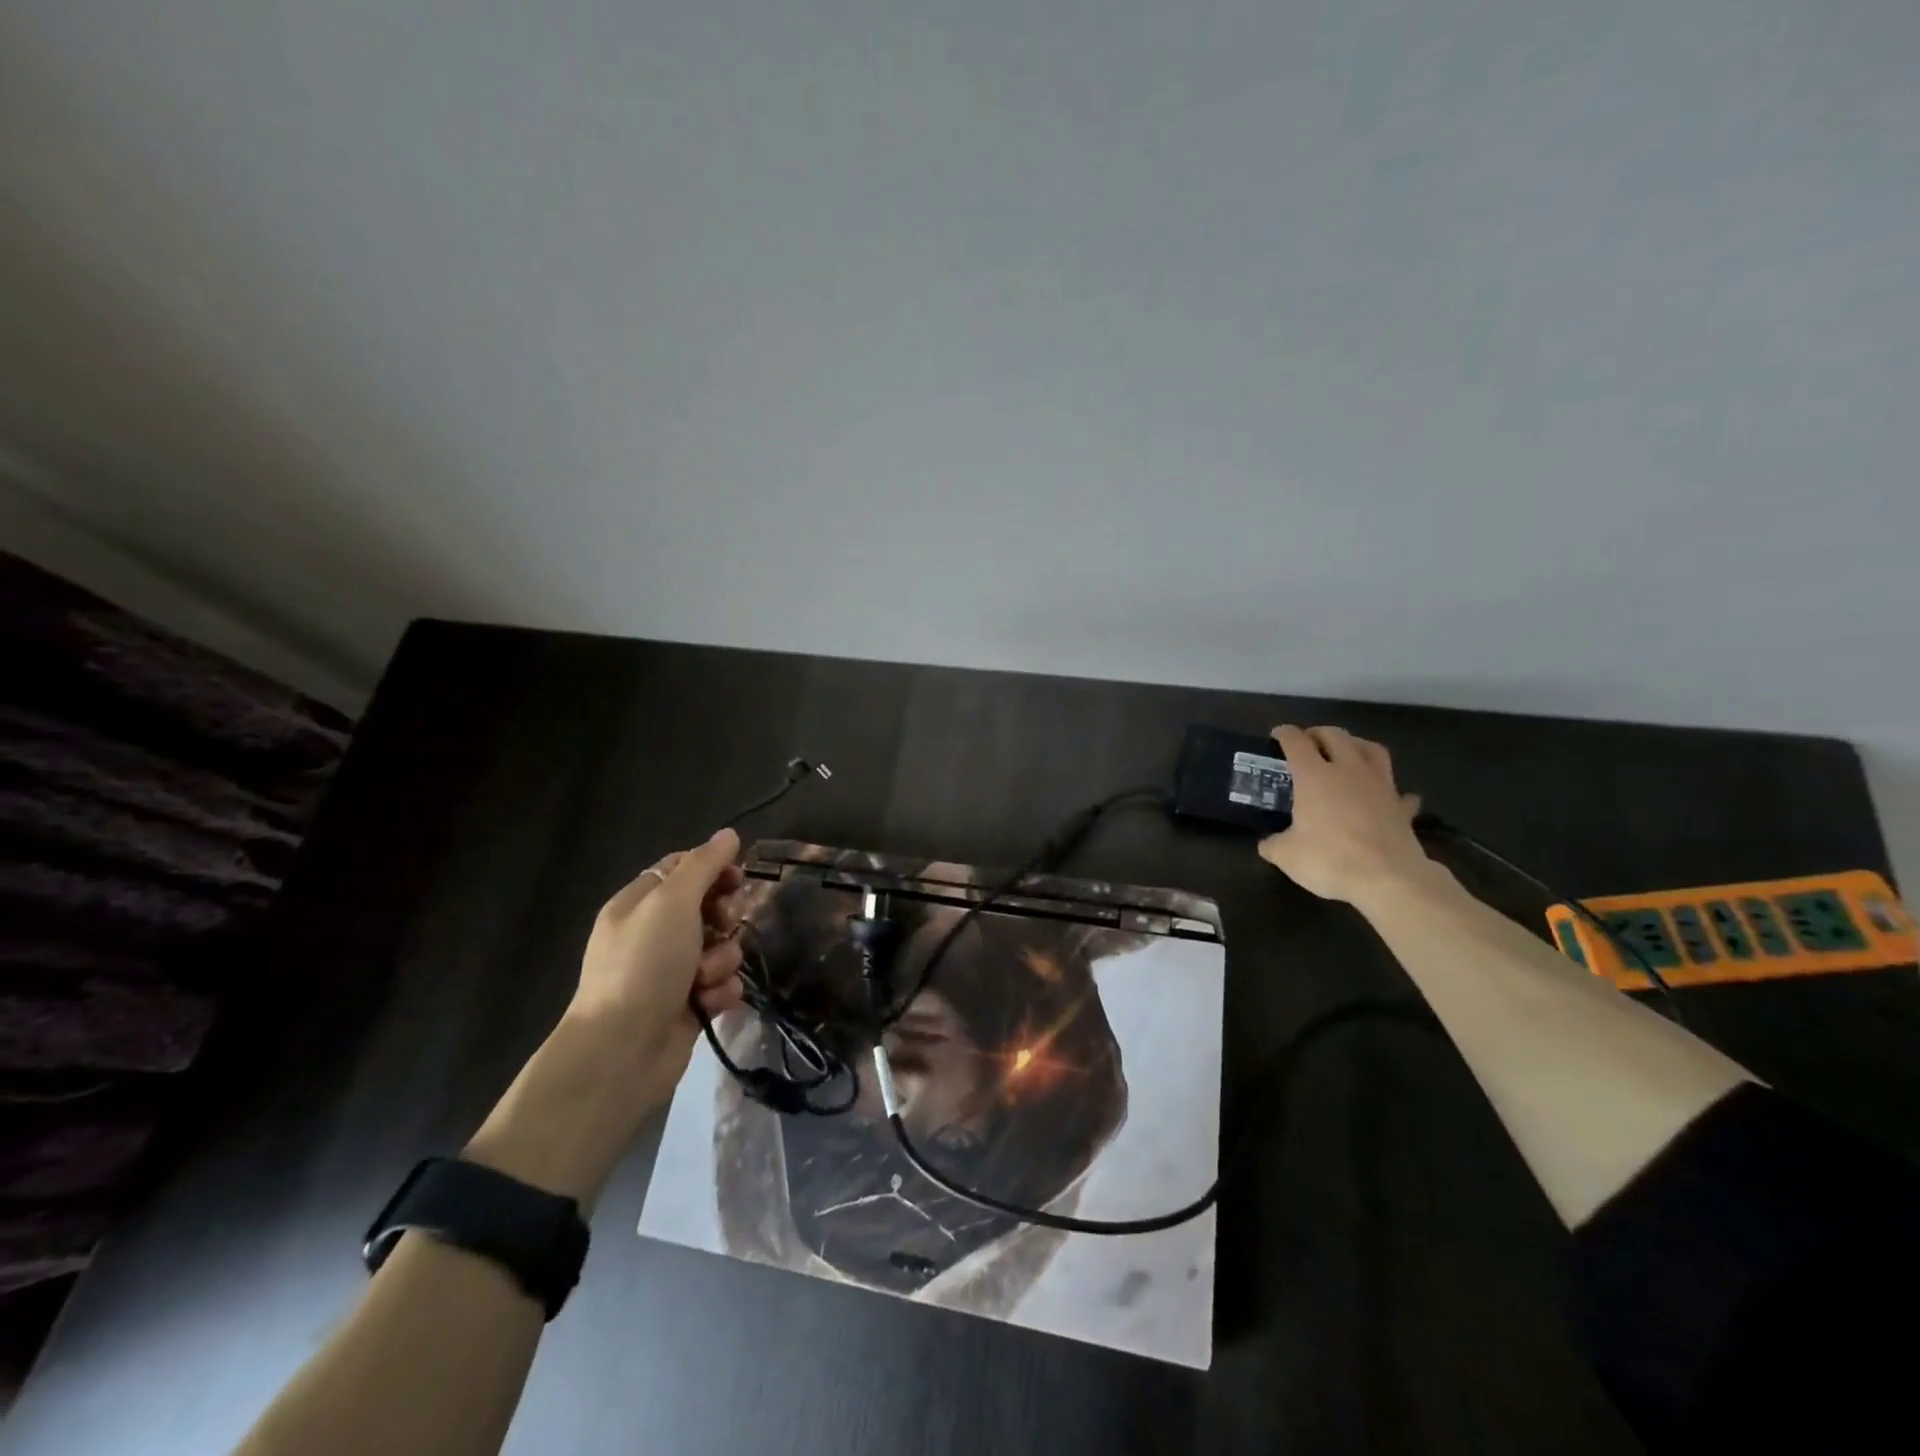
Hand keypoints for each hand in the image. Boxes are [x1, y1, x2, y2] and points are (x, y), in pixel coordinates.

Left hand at [565, 828, 747, 1111]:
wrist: (622, 1051)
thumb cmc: (644, 964)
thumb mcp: (672, 901)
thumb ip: (704, 865)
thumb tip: (728, 834)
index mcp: (638, 904)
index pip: (682, 869)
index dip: (713, 869)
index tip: (736, 878)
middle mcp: (653, 934)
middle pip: (707, 907)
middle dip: (723, 916)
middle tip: (722, 924)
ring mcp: (670, 972)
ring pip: (720, 947)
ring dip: (722, 959)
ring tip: (705, 977)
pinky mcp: (688, 1005)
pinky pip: (721, 984)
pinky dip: (720, 990)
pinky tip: (709, 1002)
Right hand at [1256, 725, 1436, 906]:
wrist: (1388, 878)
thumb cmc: (1330, 859)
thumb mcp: (1287, 855)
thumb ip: (1273, 844)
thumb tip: (1267, 844)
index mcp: (1314, 775)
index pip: (1296, 742)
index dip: (1284, 734)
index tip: (1276, 735)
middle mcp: (1348, 770)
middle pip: (1336, 736)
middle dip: (1319, 733)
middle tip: (1309, 741)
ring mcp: (1380, 785)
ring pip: (1372, 749)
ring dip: (1357, 745)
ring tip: (1348, 752)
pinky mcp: (1401, 807)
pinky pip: (1396, 789)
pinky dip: (1388, 788)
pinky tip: (1384, 796)